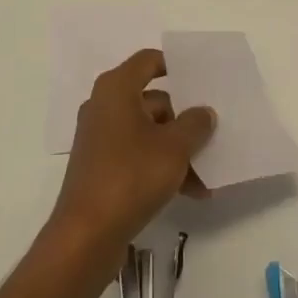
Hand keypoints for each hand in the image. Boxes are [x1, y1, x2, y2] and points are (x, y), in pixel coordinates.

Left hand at [47, 49, 215, 275]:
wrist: (86, 236)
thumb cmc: (131, 176)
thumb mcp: (174, 148)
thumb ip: (195, 124)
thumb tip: (204, 112)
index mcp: (117, 89)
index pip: (149, 60)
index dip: (175, 66)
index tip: (201, 80)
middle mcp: (105, 106)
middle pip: (153, 100)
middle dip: (183, 120)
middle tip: (211, 135)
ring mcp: (101, 138)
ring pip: (148, 132)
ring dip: (177, 150)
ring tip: (205, 175)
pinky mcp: (101, 167)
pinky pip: (138, 155)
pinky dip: (160, 167)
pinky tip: (189, 192)